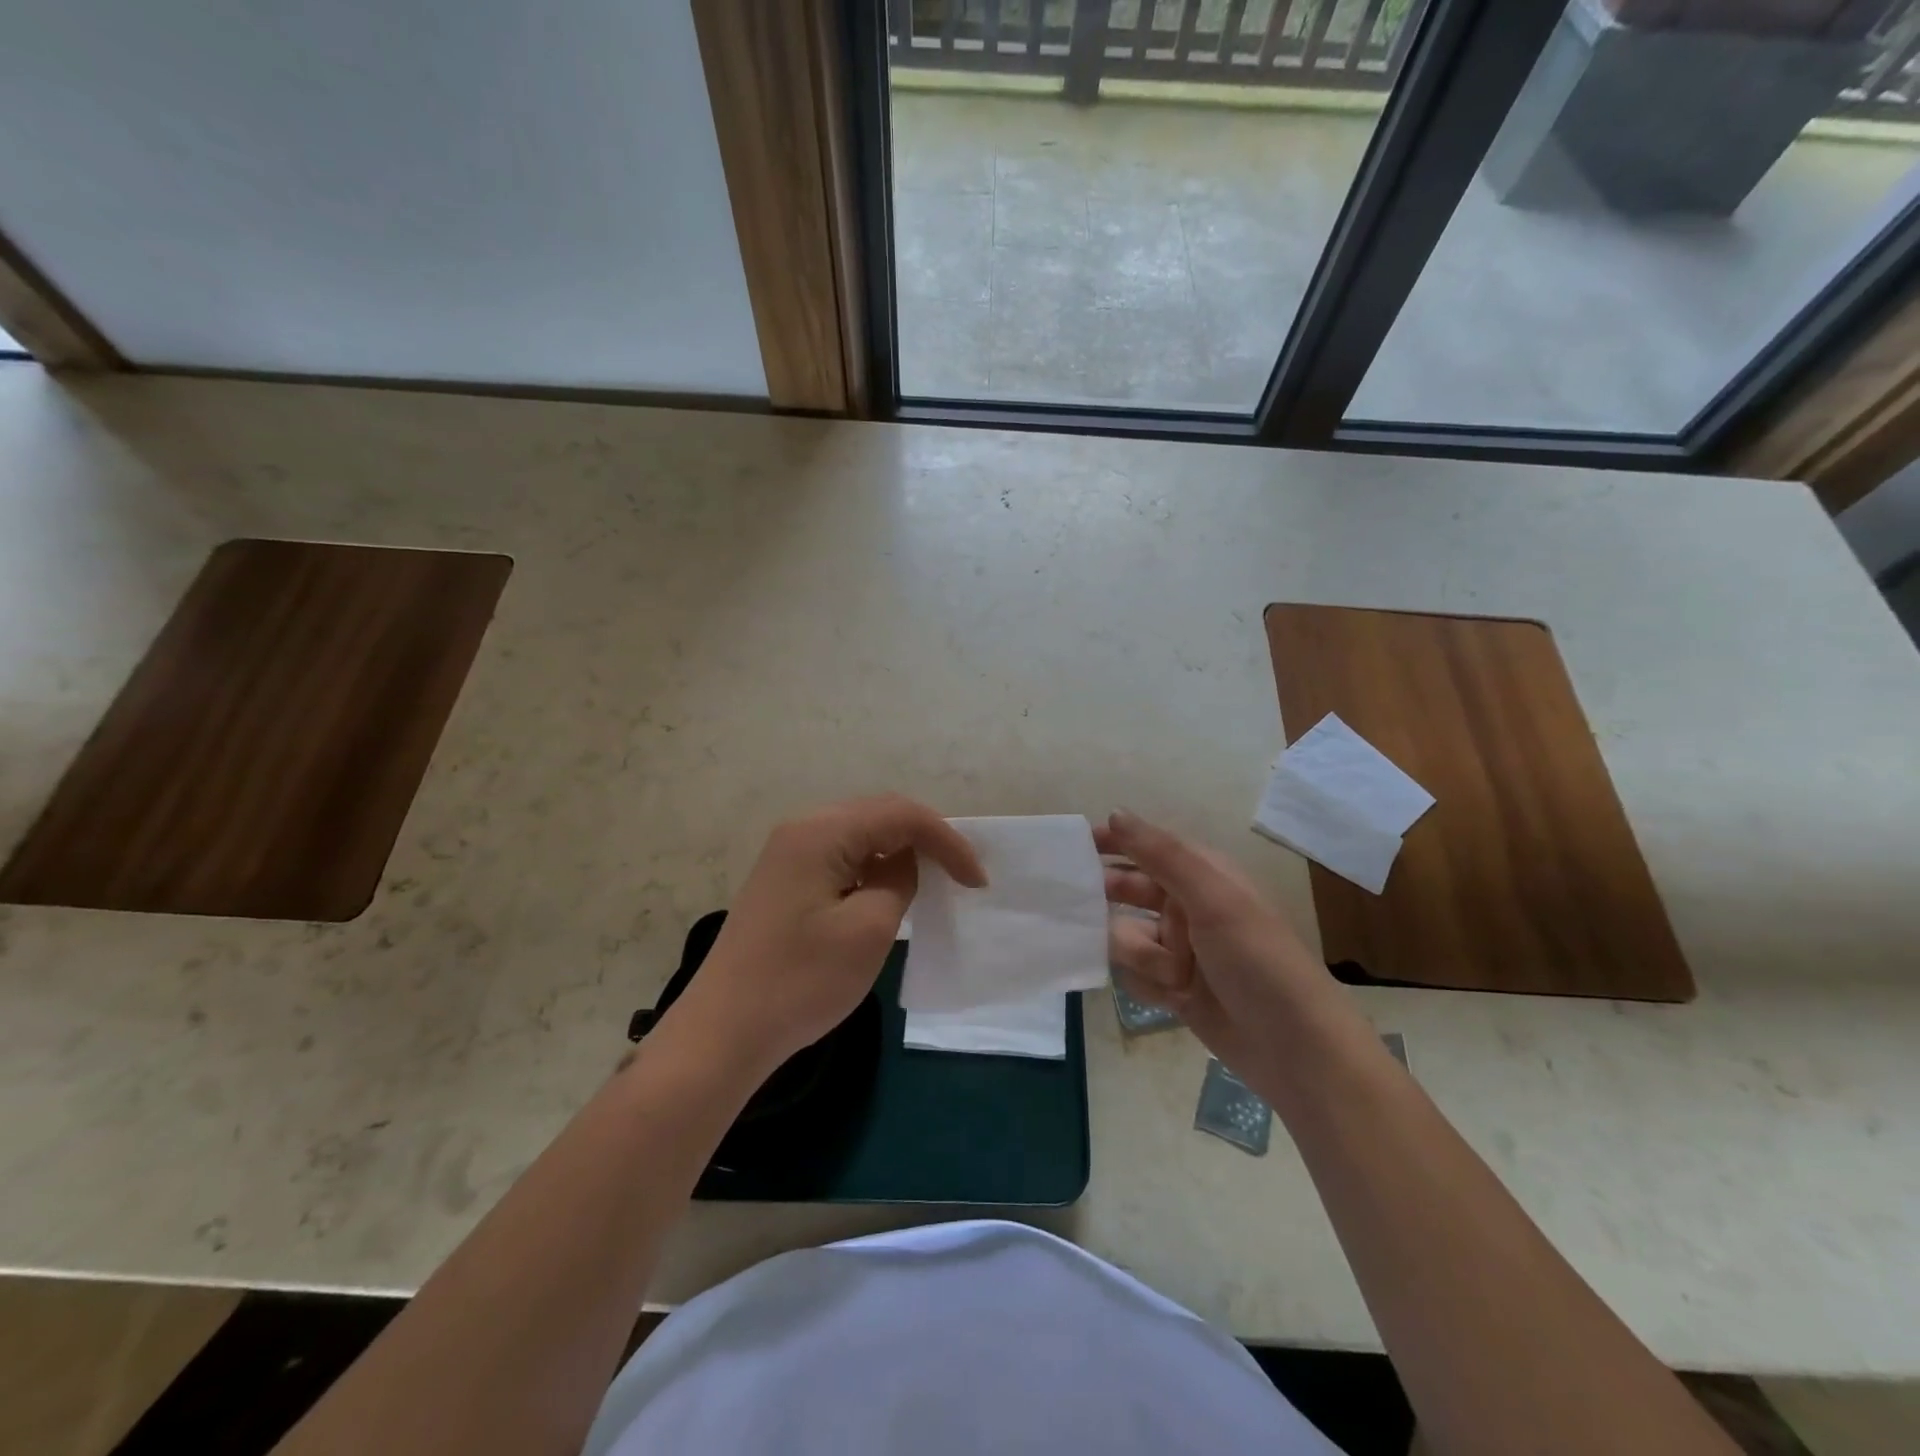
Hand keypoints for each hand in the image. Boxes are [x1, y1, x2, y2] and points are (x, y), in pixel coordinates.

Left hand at [665, 795, 986, 1072]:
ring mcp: (788, 853)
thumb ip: (898, 881)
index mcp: (822, 831)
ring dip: (899, 851)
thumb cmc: (801, 980)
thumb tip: (903, 862)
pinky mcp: (784, 879)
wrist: (723, 1031)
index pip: (901, 815)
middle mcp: (802, 828)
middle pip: (879, 814)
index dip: (947, 842)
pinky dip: (872, 867)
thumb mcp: (869, 929)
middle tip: (959, 875)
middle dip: (925, 839)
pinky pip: (840, 857)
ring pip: (860, 834)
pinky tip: (887, 892)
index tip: (977, 881)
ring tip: (933, 880)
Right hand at [1098, 810, 1337, 1067]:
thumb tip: (1116, 813)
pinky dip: (1148, 984)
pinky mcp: (1174, 988)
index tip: (1073, 844)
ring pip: (1126, 936)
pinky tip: (1173, 997)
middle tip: (1078, 908)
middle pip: (1128, 891)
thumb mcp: (1213, 898)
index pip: (1147, 846)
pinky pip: (1135, 975)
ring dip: (1139, 954)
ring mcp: (1179, 950)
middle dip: (1112, 902)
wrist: (1295, 1049)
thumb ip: (1161, 855)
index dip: (1112, 841)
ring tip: (1172, 974)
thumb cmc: (1257, 960)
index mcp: (1203, 876)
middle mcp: (1187, 907)